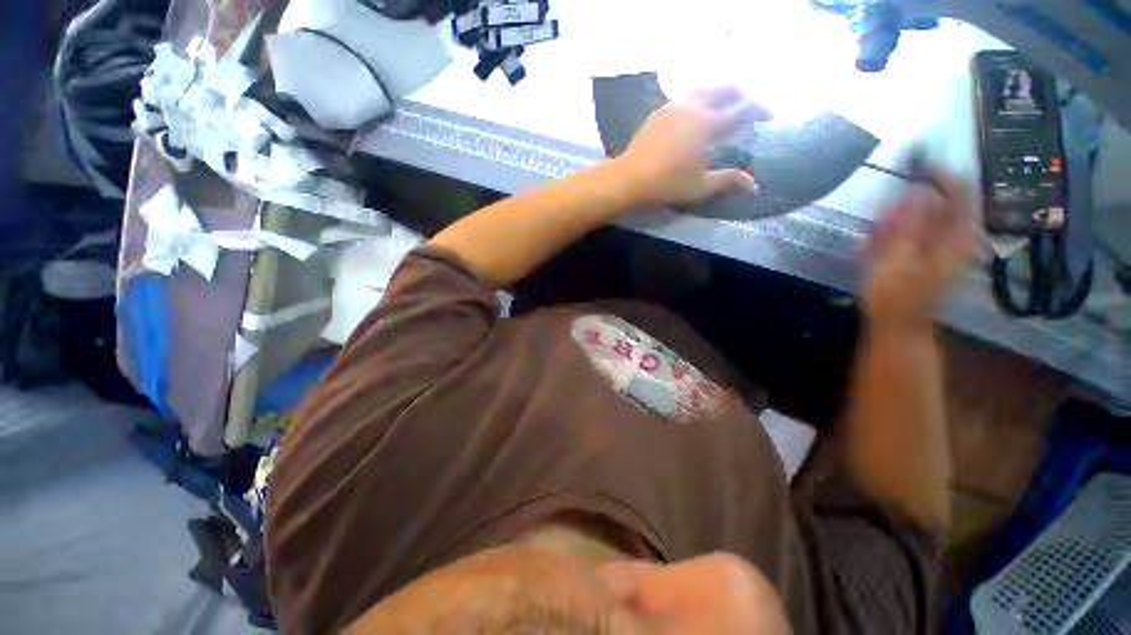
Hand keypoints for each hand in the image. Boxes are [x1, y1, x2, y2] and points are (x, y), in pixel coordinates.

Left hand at [616, 87, 771, 207]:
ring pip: (704, 87)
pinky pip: (687, 95)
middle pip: (725, 88)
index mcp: (708, 124)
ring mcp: (675, 106)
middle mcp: (694, 107)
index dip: (759, 109)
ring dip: (720, 91)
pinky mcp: (660, 111)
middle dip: (742, 93)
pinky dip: (701, 97)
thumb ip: (728, 181)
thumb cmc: (666, 184)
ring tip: (725, 105)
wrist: (629, 178)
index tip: (769, 116)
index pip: (742, 109)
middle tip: (749, 107)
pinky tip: (697, 111)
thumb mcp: (700, 186)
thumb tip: (754, 185)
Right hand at [862, 170, 975, 329]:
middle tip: (879, 228)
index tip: (914, 164)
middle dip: (902, 211)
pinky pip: (909, 234)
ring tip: (871, 244)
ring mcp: (941, 247)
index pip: (960, 192)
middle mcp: (955, 237)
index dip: (940, 174)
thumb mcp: (899, 259)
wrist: (897, 326)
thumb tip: (919, 191)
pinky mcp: (926, 255)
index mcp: (957, 237)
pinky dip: (890, 237)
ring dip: (892, 226)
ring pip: (918, 220)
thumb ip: (910, 225)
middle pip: (934, 206)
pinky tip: (873, 250)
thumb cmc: (897, 296)